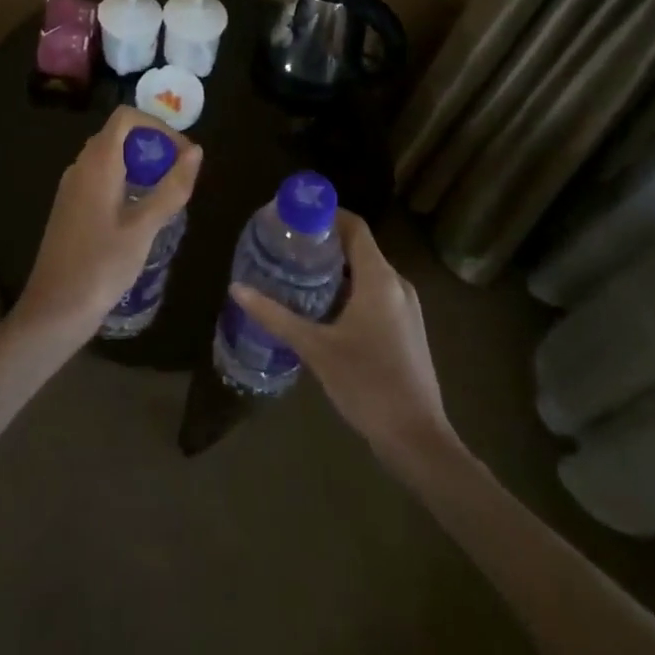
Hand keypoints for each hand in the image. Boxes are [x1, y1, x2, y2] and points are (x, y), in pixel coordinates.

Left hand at [13, 106, 201, 350]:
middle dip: (153, 146)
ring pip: (110, 157)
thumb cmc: (101, 266)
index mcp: (97, 163)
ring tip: (166, 194)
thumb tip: (196, 151)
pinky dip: (126, 181)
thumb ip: (172, 187)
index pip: (126, 117)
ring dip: (141, 165)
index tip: (182, 154)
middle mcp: (80, 166)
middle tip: (180, 175)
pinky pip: (101, 178)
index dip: (157, 126)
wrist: (54, 310)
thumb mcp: (144, 228)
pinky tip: (141, 213)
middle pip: (119, 135)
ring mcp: (72, 187)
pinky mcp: (71, 207)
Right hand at [231, 211, 451, 458]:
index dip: (326, 214)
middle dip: (323, 243)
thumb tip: (237, 289)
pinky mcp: (406, 328)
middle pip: (358, 247)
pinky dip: (349, 289)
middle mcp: (397, 284)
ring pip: (366, 272)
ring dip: (335, 269)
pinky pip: (375, 293)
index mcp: (379, 278)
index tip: (293, 217)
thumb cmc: (367, 384)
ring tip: (297, 275)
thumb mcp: (315, 348)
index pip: (354, 226)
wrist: (417, 440)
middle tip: (287, 247)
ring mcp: (406, 307)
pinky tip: (323, 309)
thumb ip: (276, 316)